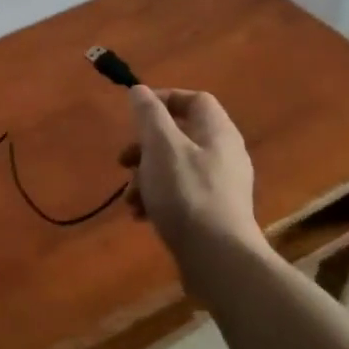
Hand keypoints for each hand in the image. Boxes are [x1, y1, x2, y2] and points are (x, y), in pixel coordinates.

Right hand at [118, 86, 269, 269]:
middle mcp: (224, 154)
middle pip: (180, 136)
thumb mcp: (161, 146)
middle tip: (124, 161)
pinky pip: (181, 194)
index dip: (164, 99)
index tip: (135, 113)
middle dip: (145, 147)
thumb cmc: (186, 193)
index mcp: (217, 132)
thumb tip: (140, 90)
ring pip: (175, 167)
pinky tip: (141, 216)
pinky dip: (158, 199)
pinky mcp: (214, 213)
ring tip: (130, 198)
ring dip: (146, 177)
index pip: (194, 100)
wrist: (218, 258)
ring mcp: (221, 186)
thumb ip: (149, 115)